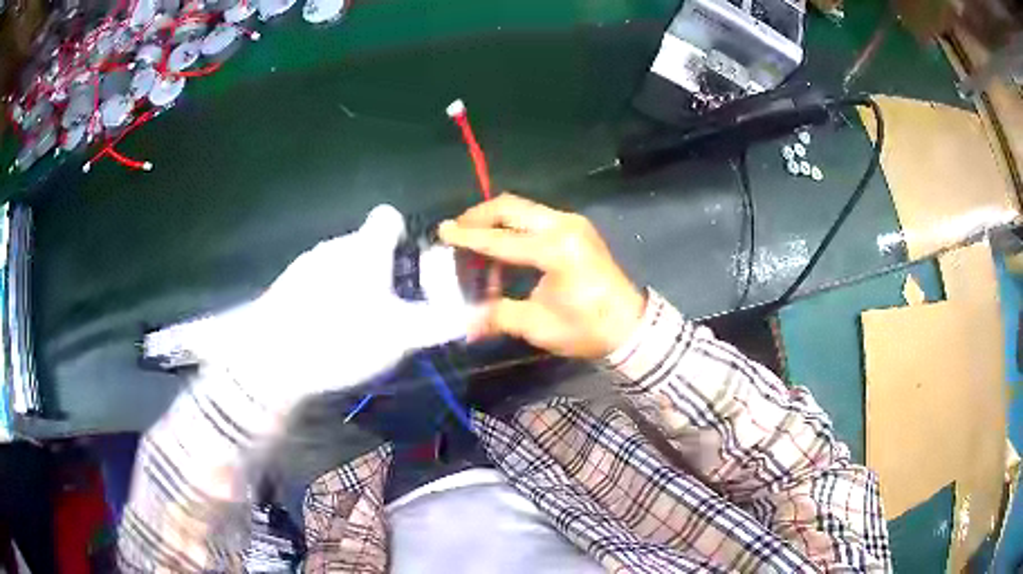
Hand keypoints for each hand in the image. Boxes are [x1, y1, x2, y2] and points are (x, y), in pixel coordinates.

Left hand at [191, 205, 469, 410]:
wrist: (271, 359)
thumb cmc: (342, 337)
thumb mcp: (400, 336)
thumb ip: (440, 324)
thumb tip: (480, 314)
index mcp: (366, 248)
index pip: (388, 217)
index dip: (402, 234)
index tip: (408, 264)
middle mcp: (335, 245)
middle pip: (364, 244)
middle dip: (379, 268)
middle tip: (388, 308)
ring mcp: (306, 264)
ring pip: (339, 264)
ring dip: (351, 284)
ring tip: (354, 324)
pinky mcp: (285, 285)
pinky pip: (316, 281)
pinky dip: (326, 297)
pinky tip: (324, 329)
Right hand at [438, 194, 645, 358]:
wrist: (630, 326)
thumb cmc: (587, 328)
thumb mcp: (539, 325)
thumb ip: (498, 316)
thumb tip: (465, 324)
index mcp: (555, 250)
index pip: (500, 239)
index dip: (468, 237)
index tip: (442, 231)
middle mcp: (563, 226)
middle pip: (511, 207)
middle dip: (479, 216)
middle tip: (456, 230)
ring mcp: (573, 223)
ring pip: (523, 209)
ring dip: (496, 221)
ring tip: (476, 244)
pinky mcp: (577, 228)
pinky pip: (536, 218)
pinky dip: (514, 228)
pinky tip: (504, 251)